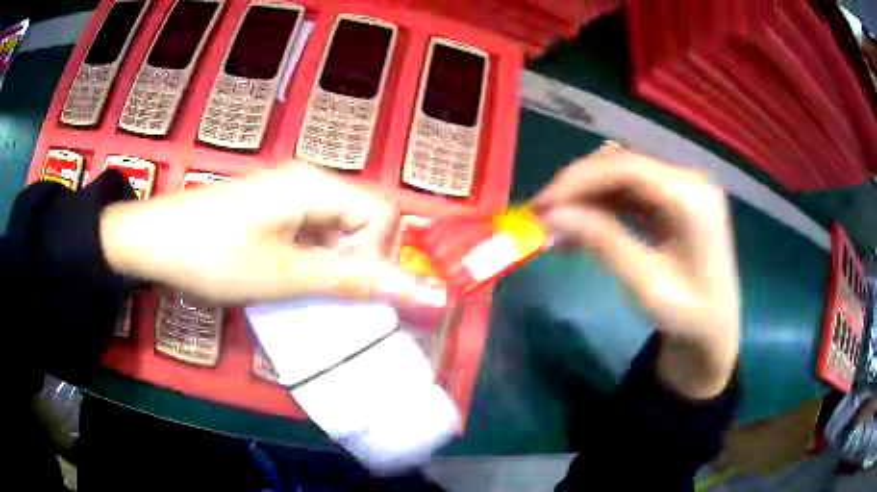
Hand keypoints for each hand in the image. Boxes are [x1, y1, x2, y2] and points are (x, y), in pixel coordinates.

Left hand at [100, 163, 422, 303]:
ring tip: (294, 286)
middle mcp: (307, 180)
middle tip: (318, 292)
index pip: (381, 216)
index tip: (348, 289)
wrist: (154, 240)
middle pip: (357, 221)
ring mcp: (286, 190)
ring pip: (332, 228)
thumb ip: (348, 280)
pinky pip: (306, 229)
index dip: (376, 257)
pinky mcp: (269, 204)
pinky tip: (279, 273)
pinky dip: (305, 256)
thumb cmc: (215, 256)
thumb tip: (411, 289)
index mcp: (315, 187)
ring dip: (325, 262)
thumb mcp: (283, 275)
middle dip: (349, 262)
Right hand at [533, 144, 739, 398]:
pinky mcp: (674, 199)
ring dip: (587, 196)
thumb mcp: (646, 286)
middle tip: (542, 216)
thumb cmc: (688, 316)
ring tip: (556, 226)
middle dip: (578, 187)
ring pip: (621, 175)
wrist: (715, 329)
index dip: (579, 180)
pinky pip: (630, 191)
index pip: (626, 168)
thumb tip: (551, 215)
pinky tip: (581, 226)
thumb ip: (603, 243)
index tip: (541, 204)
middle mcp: (689, 180)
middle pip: (622, 165)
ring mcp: (682, 187)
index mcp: (691, 198)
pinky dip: (602, 205)